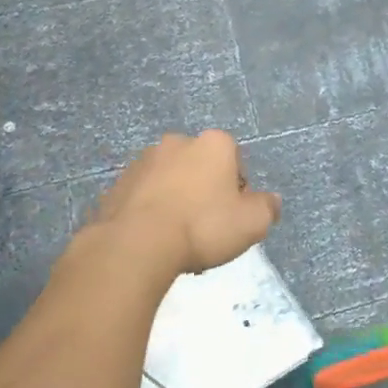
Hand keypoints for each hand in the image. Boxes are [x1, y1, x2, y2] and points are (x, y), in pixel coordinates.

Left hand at [86, 130, 281, 274]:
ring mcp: (143, 162)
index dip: (238, 189)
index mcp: (213, 143)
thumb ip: (267, 207)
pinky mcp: (117, 185)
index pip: (235, 161)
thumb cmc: (204, 226)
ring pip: (171, 182)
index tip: (233, 216)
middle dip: (205, 191)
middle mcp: (177, 143)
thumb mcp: (253, 222)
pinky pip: (144, 198)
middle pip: (201, 168)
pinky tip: (155, 240)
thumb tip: (271, 201)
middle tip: (207, 228)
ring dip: (177, 201)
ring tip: (178, 240)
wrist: (136, 245)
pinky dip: (151, 212)